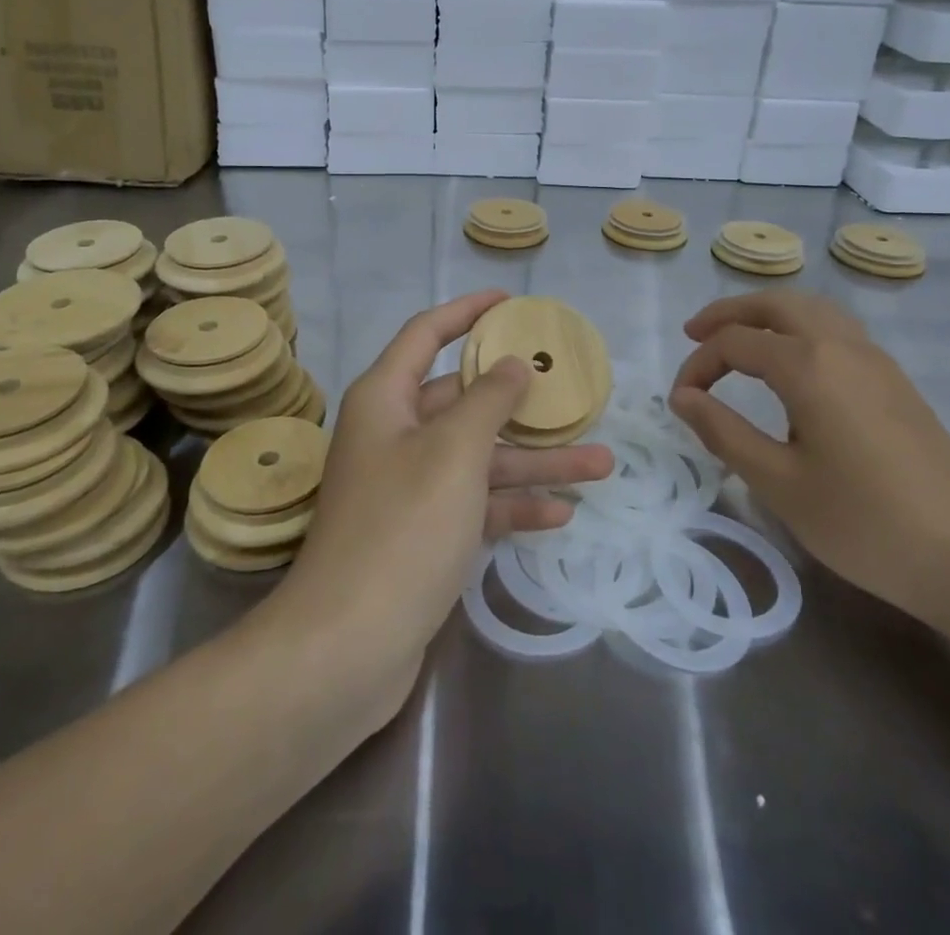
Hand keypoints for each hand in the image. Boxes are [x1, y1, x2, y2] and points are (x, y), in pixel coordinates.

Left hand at [273, 290, 612, 707]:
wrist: (347, 646)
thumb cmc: (403, 528)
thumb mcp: (454, 452)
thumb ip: (489, 401)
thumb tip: (512, 365)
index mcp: (386, 398)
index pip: (427, 334)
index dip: (468, 312)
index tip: (511, 304)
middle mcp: (394, 434)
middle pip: (463, 401)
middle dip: (521, 401)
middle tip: (573, 393)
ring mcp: (408, 487)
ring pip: (479, 458)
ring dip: (534, 461)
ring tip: (601, 462)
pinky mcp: (421, 533)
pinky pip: (473, 504)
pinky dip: (512, 506)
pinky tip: (561, 513)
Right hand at [669, 291, 949, 627]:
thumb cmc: (865, 523)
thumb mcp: (779, 483)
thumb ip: (723, 432)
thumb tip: (682, 397)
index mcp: (808, 366)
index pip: (734, 342)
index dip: (698, 365)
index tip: (681, 402)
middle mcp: (842, 347)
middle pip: (776, 304)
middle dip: (729, 312)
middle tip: (695, 334)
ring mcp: (876, 361)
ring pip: (812, 310)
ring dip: (768, 314)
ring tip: (739, 339)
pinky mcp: (896, 381)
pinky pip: (837, 330)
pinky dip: (800, 328)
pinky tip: (793, 365)